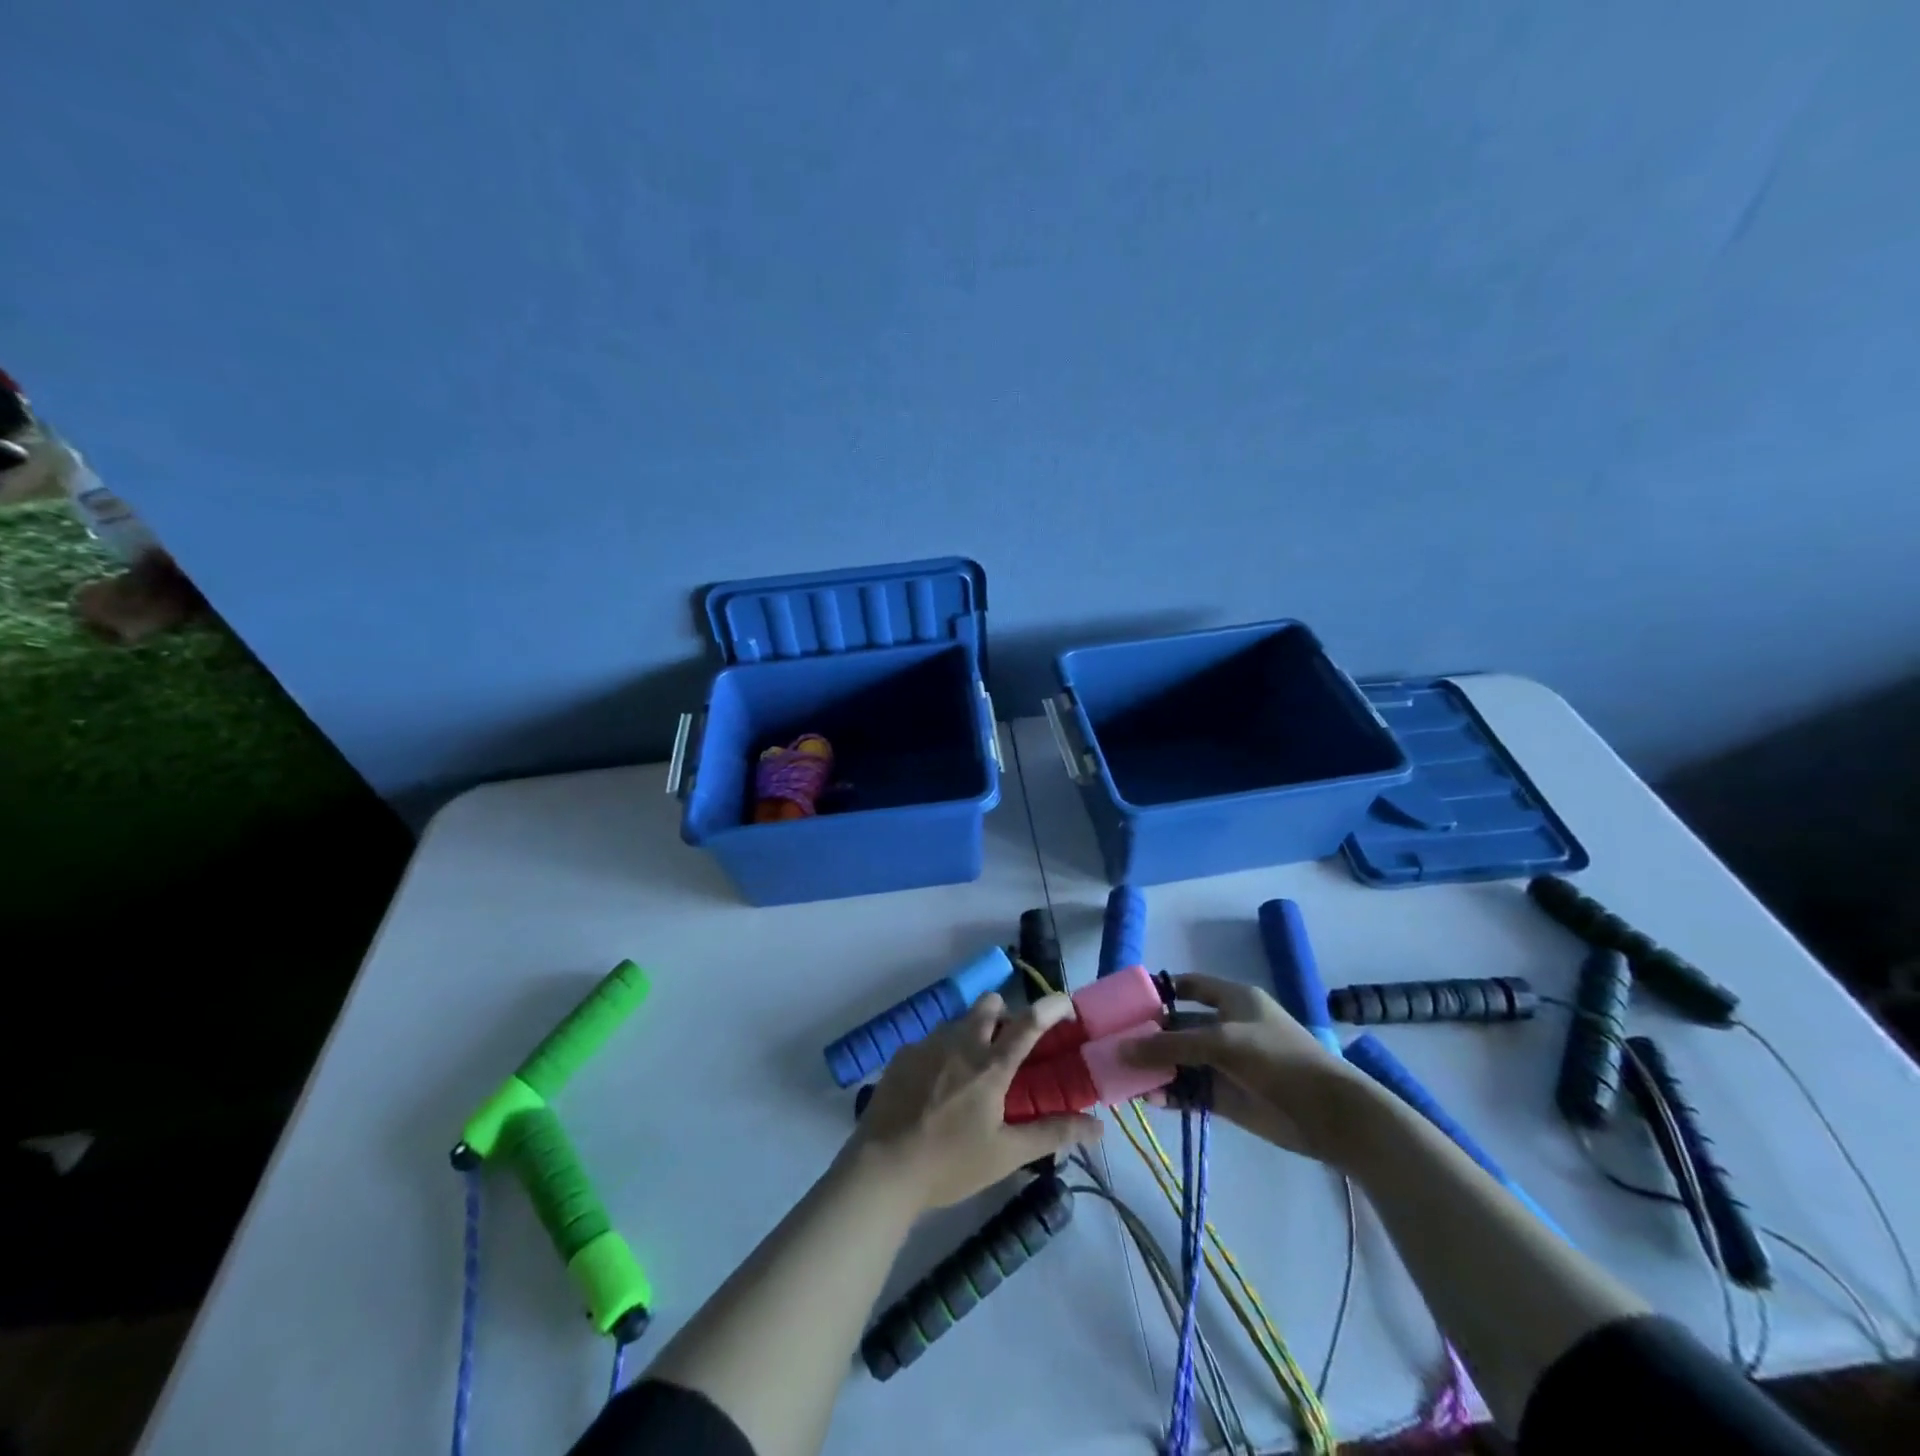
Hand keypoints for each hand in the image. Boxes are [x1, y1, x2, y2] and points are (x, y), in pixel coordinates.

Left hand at [850, 992, 1102, 1211]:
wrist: (882, 1169)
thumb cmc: (950, 1164)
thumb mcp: (1006, 1154)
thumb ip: (1052, 1134)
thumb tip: (1098, 1128)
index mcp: (990, 1065)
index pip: (1029, 1022)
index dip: (1051, 1006)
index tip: (1065, 1003)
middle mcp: (961, 1042)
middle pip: (990, 1003)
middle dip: (1004, 1014)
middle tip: (1007, 1049)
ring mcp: (928, 1044)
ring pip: (959, 1021)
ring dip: (972, 1034)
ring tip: (969, 1075)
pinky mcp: (902, 1054)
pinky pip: (931, 1040)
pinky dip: (942, 1053)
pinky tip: (935, 1089)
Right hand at [1122, 974, 1369, 1163]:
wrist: (1329, 1115)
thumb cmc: (1277, 1059)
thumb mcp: (1221, 1043)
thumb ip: (1171, 1046)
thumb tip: (1122, 1050)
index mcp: (1233, 1000)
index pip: (1189, 986)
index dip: (1160, 991)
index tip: (1127, 1002)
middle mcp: (1227, 1027)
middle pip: (1179, 1026)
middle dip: (1149, 1035)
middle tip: (1114, 1044)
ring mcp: (1227, 1064)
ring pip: (1182, 1061)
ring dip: (1156, 1068)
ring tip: (1125, 1076)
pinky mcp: (1229, 1097)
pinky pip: (1191, 1091)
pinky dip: (1171, 1094)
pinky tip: (1149, 1099)